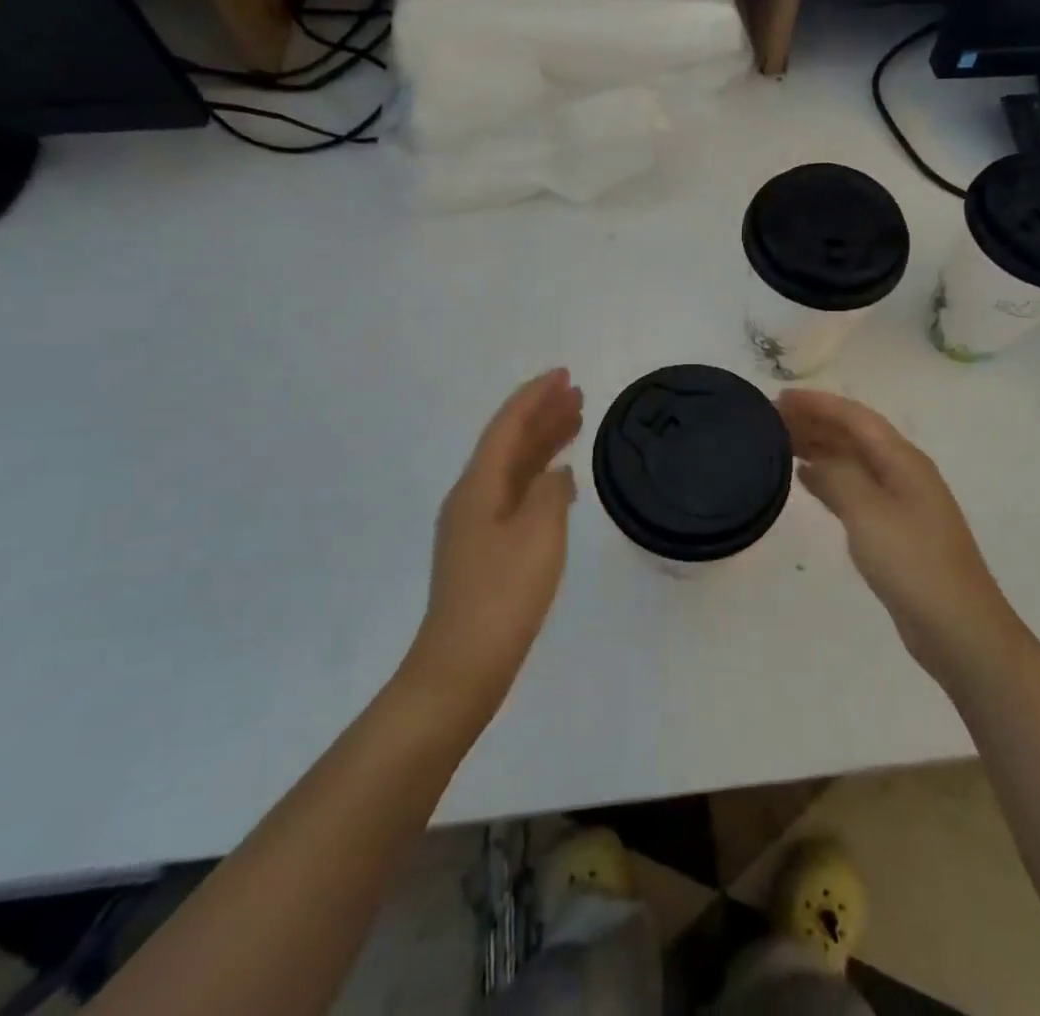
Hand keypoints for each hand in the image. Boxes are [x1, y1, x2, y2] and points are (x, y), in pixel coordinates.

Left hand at [410, 370, 583, 709]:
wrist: (462, 666)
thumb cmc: (504, 595)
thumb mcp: (539, 535)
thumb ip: (552, 492)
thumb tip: (556, 474)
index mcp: (478, 485)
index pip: (508, 425)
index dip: (535, 396)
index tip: (564, 374)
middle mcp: (471, 496)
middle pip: (509, 442)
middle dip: (542, 415)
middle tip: (577, 394)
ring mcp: (475, 525)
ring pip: (513, 469)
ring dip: (542, 443)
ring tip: (575, 424)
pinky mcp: (484, 549)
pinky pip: (515, 495)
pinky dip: (539, 478)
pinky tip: (560, 483)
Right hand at [779, 389, 1011, 685]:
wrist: (957, 627)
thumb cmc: (912, 562)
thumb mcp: (868, 512)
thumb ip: (837, 477)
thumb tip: (812, 460)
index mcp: (903, 459)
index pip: (855, 417)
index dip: (818, 404)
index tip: (780, 398)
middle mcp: (903, 472)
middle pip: (854, 435)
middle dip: (816, 422)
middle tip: (772, 418)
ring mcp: (901, 501)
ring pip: (853, 461)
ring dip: (820, 447)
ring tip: (781, 441)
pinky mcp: (894, 529)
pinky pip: (855, 488)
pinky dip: (829, 478)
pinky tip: (806, 479)